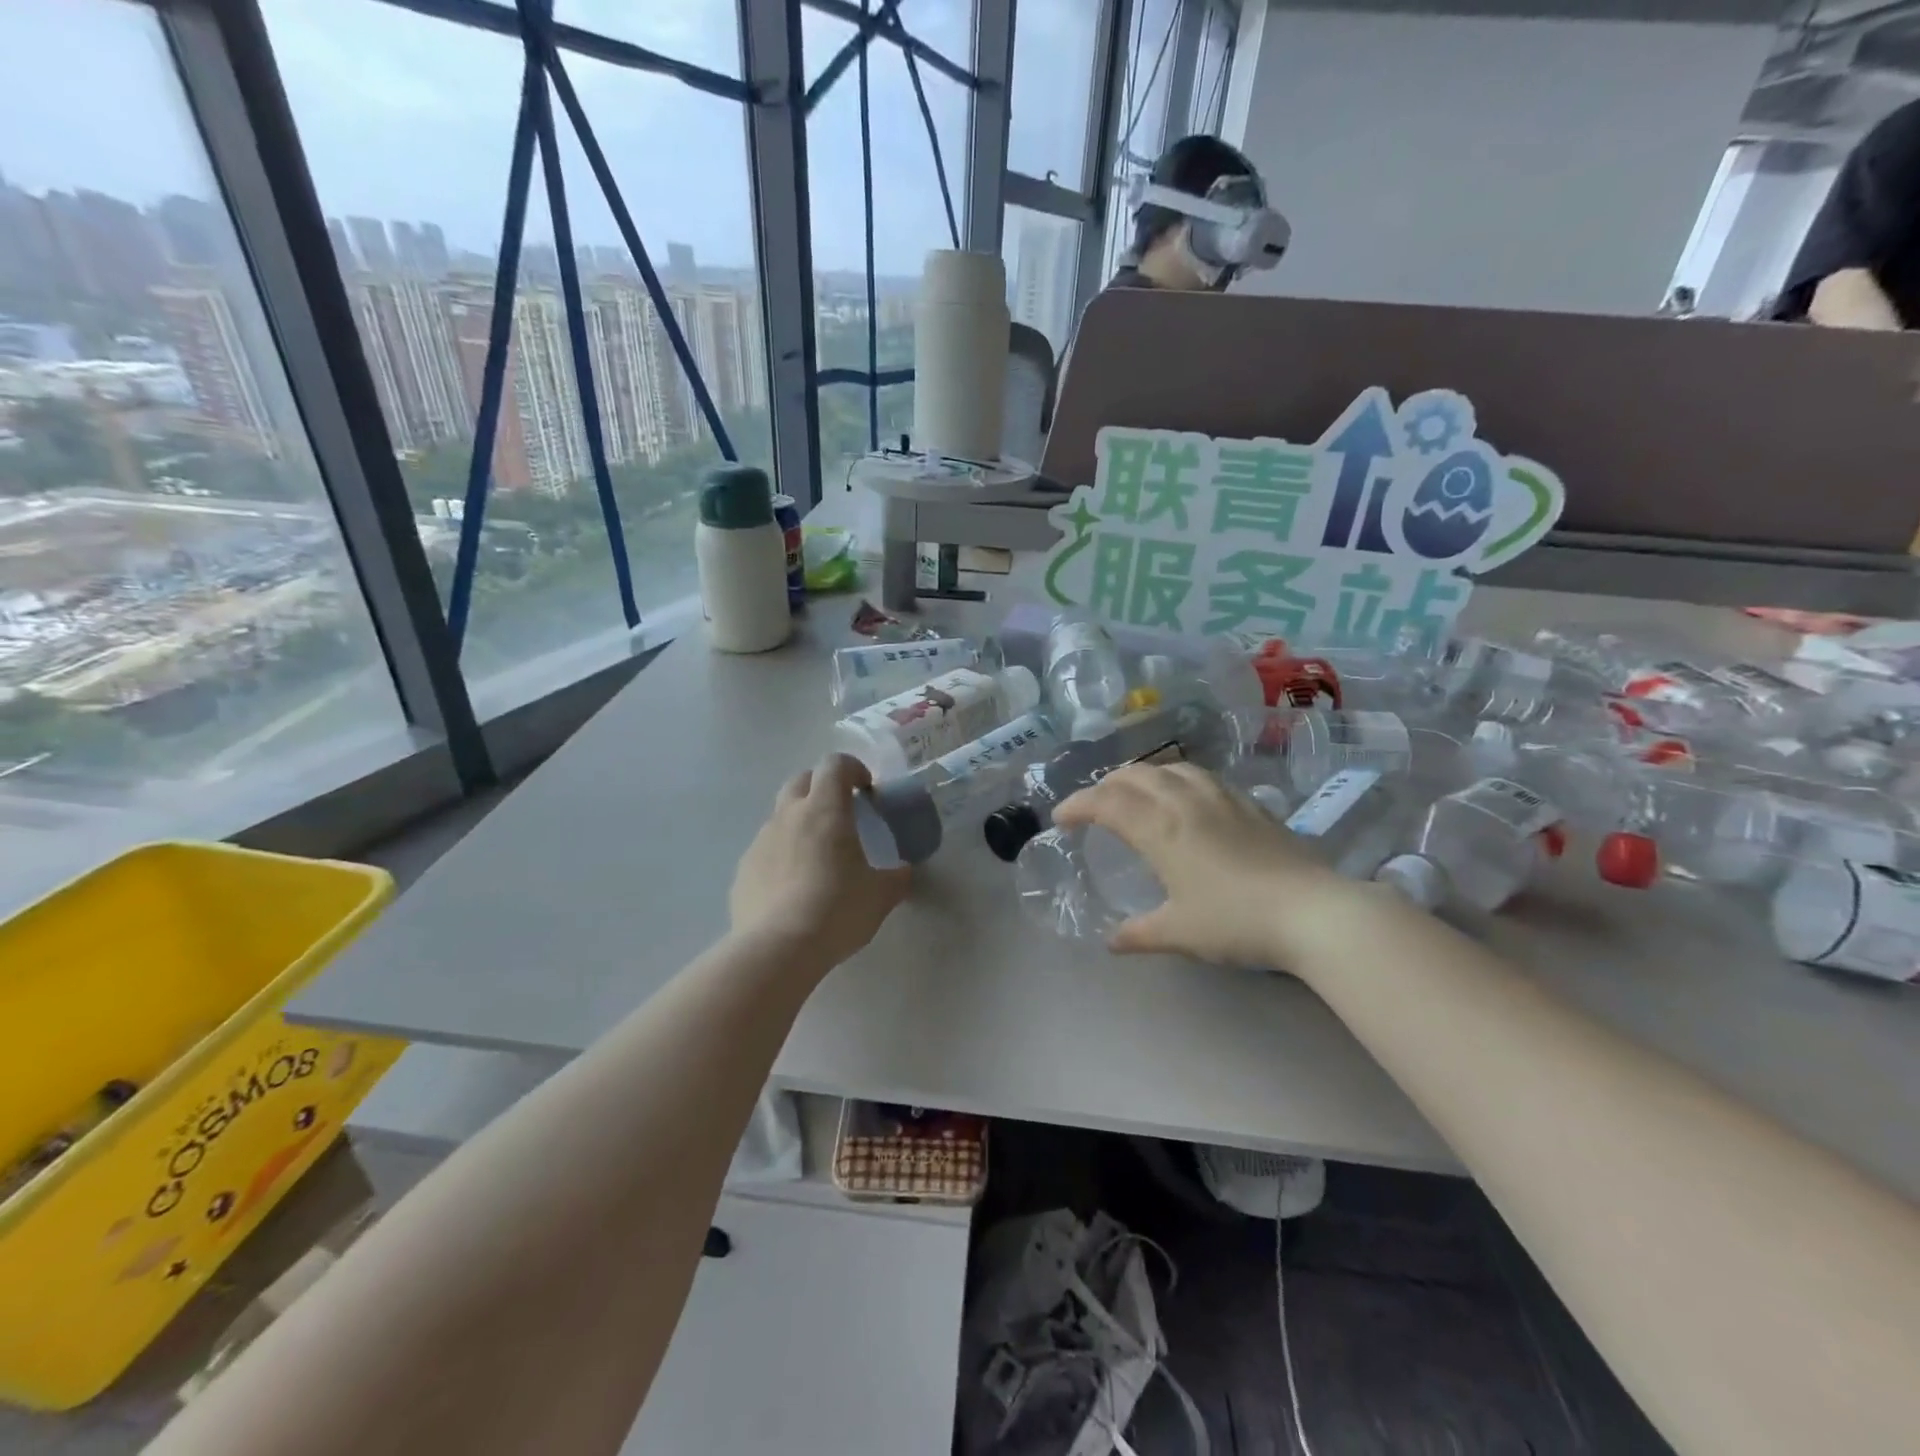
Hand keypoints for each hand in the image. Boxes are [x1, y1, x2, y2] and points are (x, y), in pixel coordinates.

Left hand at [730, 754, 910, 968]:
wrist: (777, 949)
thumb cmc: (837, 910)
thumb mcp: (881, 895)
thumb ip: (897, 877)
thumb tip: (903, 871)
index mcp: (824, 810)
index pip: (835, 764)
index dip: (853, 769)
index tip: (867, 790)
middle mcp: (788, 816)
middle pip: (802, 781)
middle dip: (822, 788)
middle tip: (842, 815)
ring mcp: (760, 841)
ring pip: (781, 816)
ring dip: (800, 823)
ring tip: (818, 857)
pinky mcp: (743, 870)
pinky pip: (766, 850)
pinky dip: (782, 856)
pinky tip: (793, 889)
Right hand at [1053, 763, 1349, 967]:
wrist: (1313, 912)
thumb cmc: (1236, 921)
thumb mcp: (1180, 932)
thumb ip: (1140, 934)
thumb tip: (1112, 942)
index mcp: (1160, 828)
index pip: (1106, 803)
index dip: (1078, 805)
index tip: (1061, 819)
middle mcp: (1185, 802)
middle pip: (1136, 775)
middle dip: (1106, 785)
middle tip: (1094, 806)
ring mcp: (1221, 798)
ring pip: (1171, 768)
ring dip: (1143, 775)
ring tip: (1135, 792)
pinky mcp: (1250, 804)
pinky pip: (1201, 777)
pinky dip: (1177, 778)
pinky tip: (1186, 797)